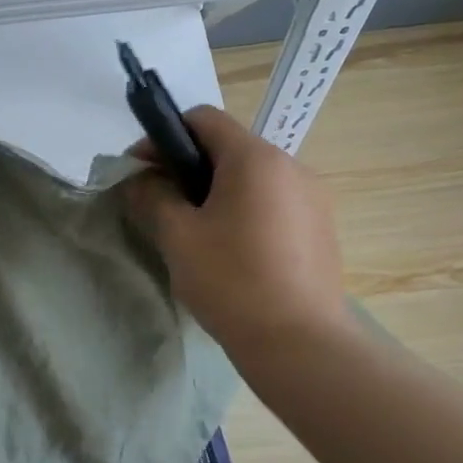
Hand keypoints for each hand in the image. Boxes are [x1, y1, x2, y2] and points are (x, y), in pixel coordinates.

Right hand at [125, 106, 348, 351]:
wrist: (301, 344)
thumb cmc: (232, 281)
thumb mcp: (177, 235)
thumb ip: (151, 195)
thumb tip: (141, 179)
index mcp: (254, 158)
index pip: (202, 118)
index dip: (164, 136)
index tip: (141, 170)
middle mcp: (290, 166)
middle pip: (227, 147)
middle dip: (187, 167)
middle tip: (160, 204)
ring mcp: (312, 197)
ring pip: (250, 177)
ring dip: (215, 190)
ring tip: (194, 231)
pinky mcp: (321, 228)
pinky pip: (272, 202)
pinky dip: (244, 211)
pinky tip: (231, 251)